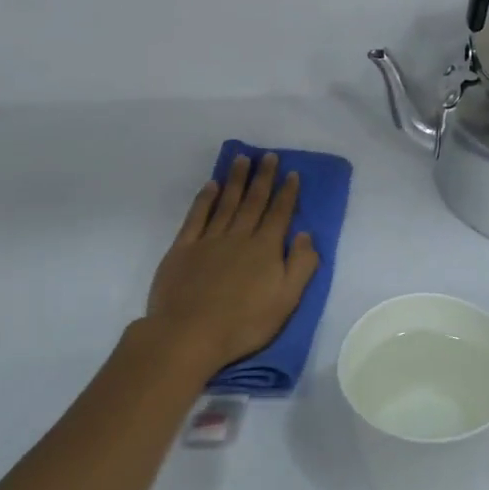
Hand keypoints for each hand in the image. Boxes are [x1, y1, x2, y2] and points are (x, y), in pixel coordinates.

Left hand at [143, 153, 320, 372]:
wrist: (189, 334)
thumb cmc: (244, 323)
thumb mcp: (287, 300)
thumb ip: (301, 265)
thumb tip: (305, 234)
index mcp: (265, 249)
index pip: (279, 214)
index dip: (287, 193)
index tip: (292, 173)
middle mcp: (239, 236)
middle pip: (253, 201)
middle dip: (263, 177)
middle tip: (268, 156)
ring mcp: (209, 240)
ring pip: (226, 202)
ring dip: (236, 180)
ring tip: (242, 159)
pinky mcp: (183, 248)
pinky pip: (197, 216)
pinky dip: (205, 199)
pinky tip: (211, 186)